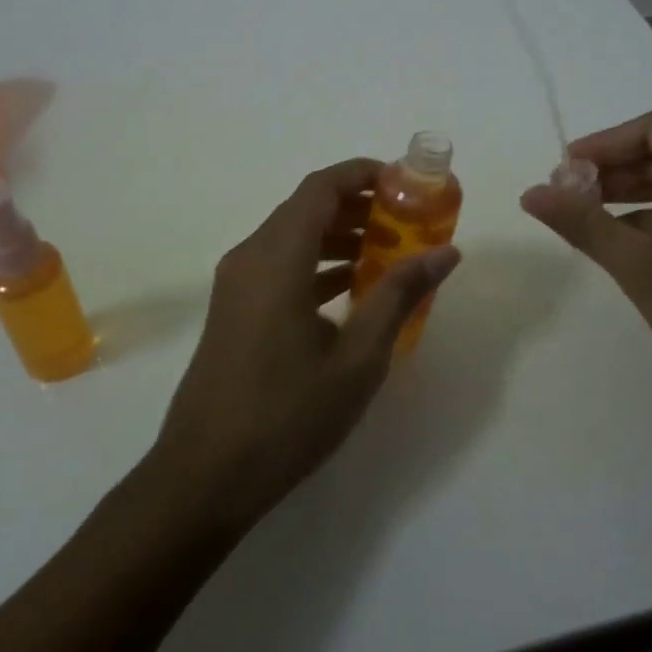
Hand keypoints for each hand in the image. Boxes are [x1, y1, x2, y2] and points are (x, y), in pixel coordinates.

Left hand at [153, 158, 460, 527]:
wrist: (204, 477)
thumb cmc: (286, 415)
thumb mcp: (358, 358)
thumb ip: (399, 295)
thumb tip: (446, 253)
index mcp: (277, 258)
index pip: (322, 187)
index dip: (364, 173)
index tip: (407, 183)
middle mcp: (251, 257)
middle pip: (307, 207)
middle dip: (359, 205)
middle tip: (409, 220)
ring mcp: (237, 284)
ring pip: (294, 237)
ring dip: (340, 235)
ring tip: (390, 252)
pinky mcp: (235, 309)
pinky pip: (281, 265)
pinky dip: (318, 263)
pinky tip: (353, 288)